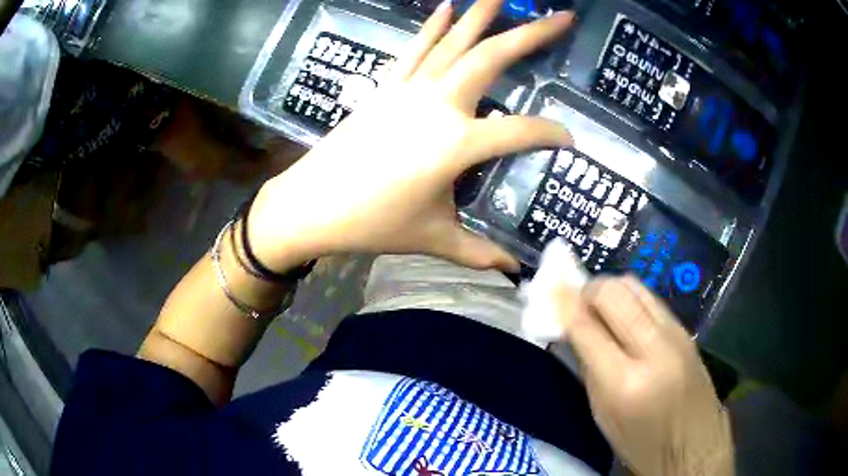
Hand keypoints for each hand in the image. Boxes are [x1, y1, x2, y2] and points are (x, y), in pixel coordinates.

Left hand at [248, 0, 574, 271]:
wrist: (311, 205)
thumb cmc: (372, 223)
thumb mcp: (433, 239)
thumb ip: (479, 253)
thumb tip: (513, 270)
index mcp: (456, 144)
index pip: (521, 132)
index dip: (551, 134)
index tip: (569, 140)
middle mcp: (438, 105)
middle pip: (492, 58)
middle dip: (531, 34)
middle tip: (561, 16)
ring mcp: (409, 90)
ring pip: (454, 42)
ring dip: (481, 14)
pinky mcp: (386, 87)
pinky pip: (415, 48)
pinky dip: (432, 26)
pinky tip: (447, 5)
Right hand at [555, 276, 733, 475]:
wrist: (694, 445)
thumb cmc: (641, 443)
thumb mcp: (603, 416)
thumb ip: (588, 367)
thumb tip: (572, 327)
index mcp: (625, 383)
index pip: (586, 327)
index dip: (563, 305)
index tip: (549, 293)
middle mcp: (653, 349)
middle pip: (613, 293)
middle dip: (587, 290)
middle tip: (575, 303)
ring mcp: (675, 334)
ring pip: (635, 286)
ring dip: (609, 290)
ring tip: (599, 308)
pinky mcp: (685, 330)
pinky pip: (651, 299)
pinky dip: (630, 300)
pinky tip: (624, 317)